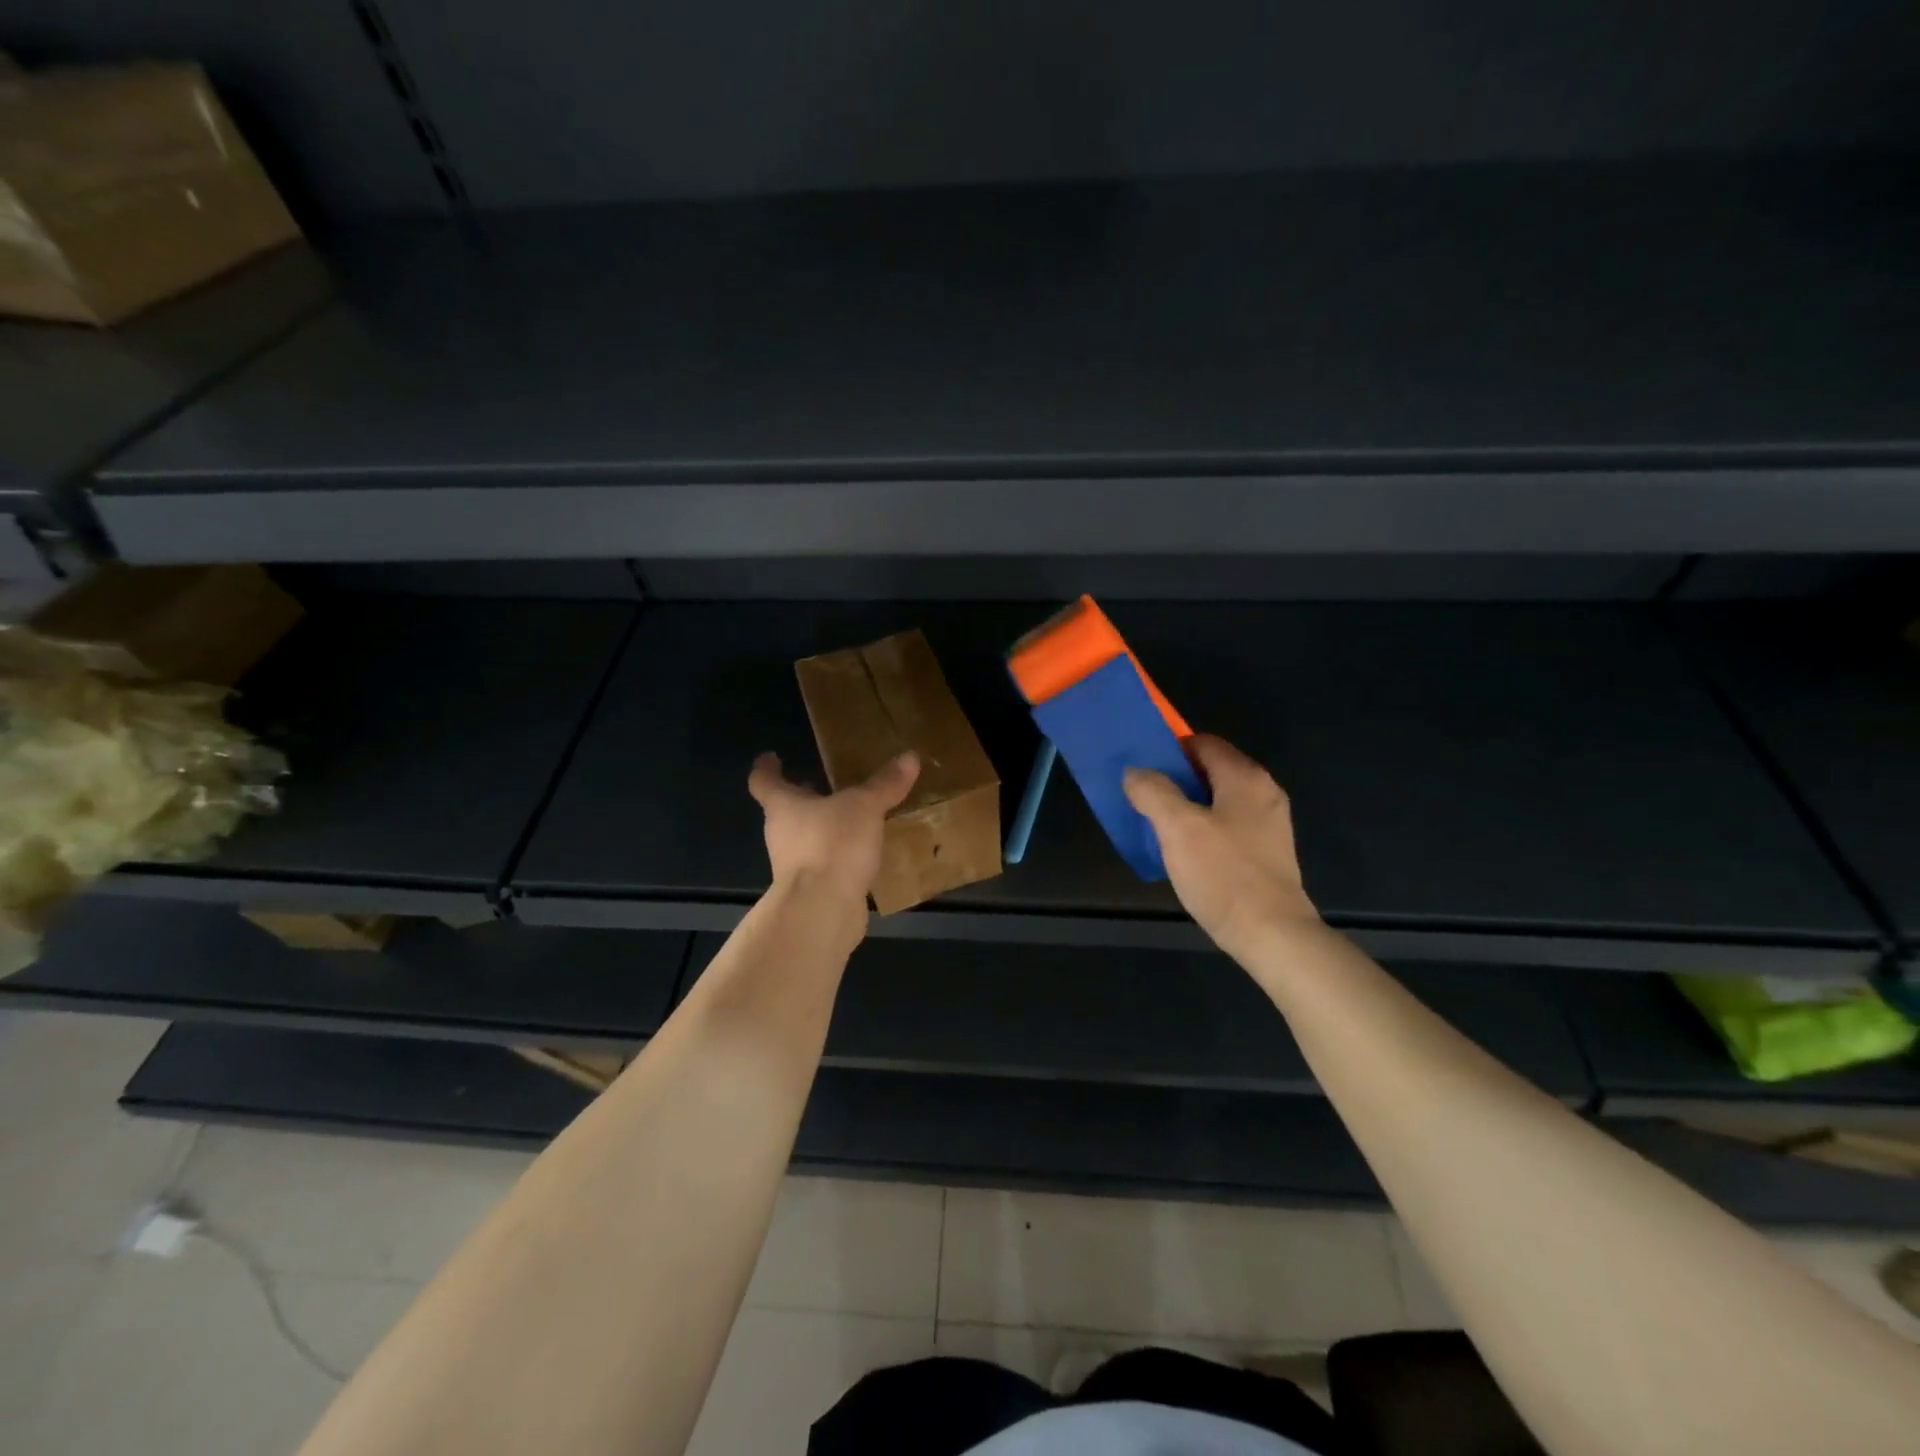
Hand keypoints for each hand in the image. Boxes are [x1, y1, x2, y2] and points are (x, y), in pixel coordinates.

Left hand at [747, 750, 920, 908]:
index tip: (771, 758)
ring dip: (820, 828)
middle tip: (819, 787)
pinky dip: (836, 856)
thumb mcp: (864, 807)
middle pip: (784, 811)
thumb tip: (909, 756)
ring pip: (803, 839)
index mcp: (784, 806)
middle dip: (801, 799)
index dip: (766, 768)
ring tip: (849, 819)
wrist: (822, 910)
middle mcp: (781, 834)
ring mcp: (792, 866)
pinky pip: (822, 864)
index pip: (764, 781)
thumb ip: (884, 784)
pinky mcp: (811, 891)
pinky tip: (860, 854)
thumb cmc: (832, 845)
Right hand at [1124, 733, 1319, 962]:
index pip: (1202, 742)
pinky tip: (1186, 851)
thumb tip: (1135, 772)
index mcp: (1245, 777)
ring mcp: (1269, 824)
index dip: (1170, 750)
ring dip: (1188, 806)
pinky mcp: (1267, 852)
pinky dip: (1205, 828)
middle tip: (1144, 797)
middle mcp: (1263, 792)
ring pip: (1219, 800)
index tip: (1142, 769)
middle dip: (1175, 780)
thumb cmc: (1223, 874)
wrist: (1272, 934)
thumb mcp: (1177, 828)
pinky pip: (1229, 825)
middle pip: (1211, 770)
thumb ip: (1153, 791)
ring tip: (1158, 825)